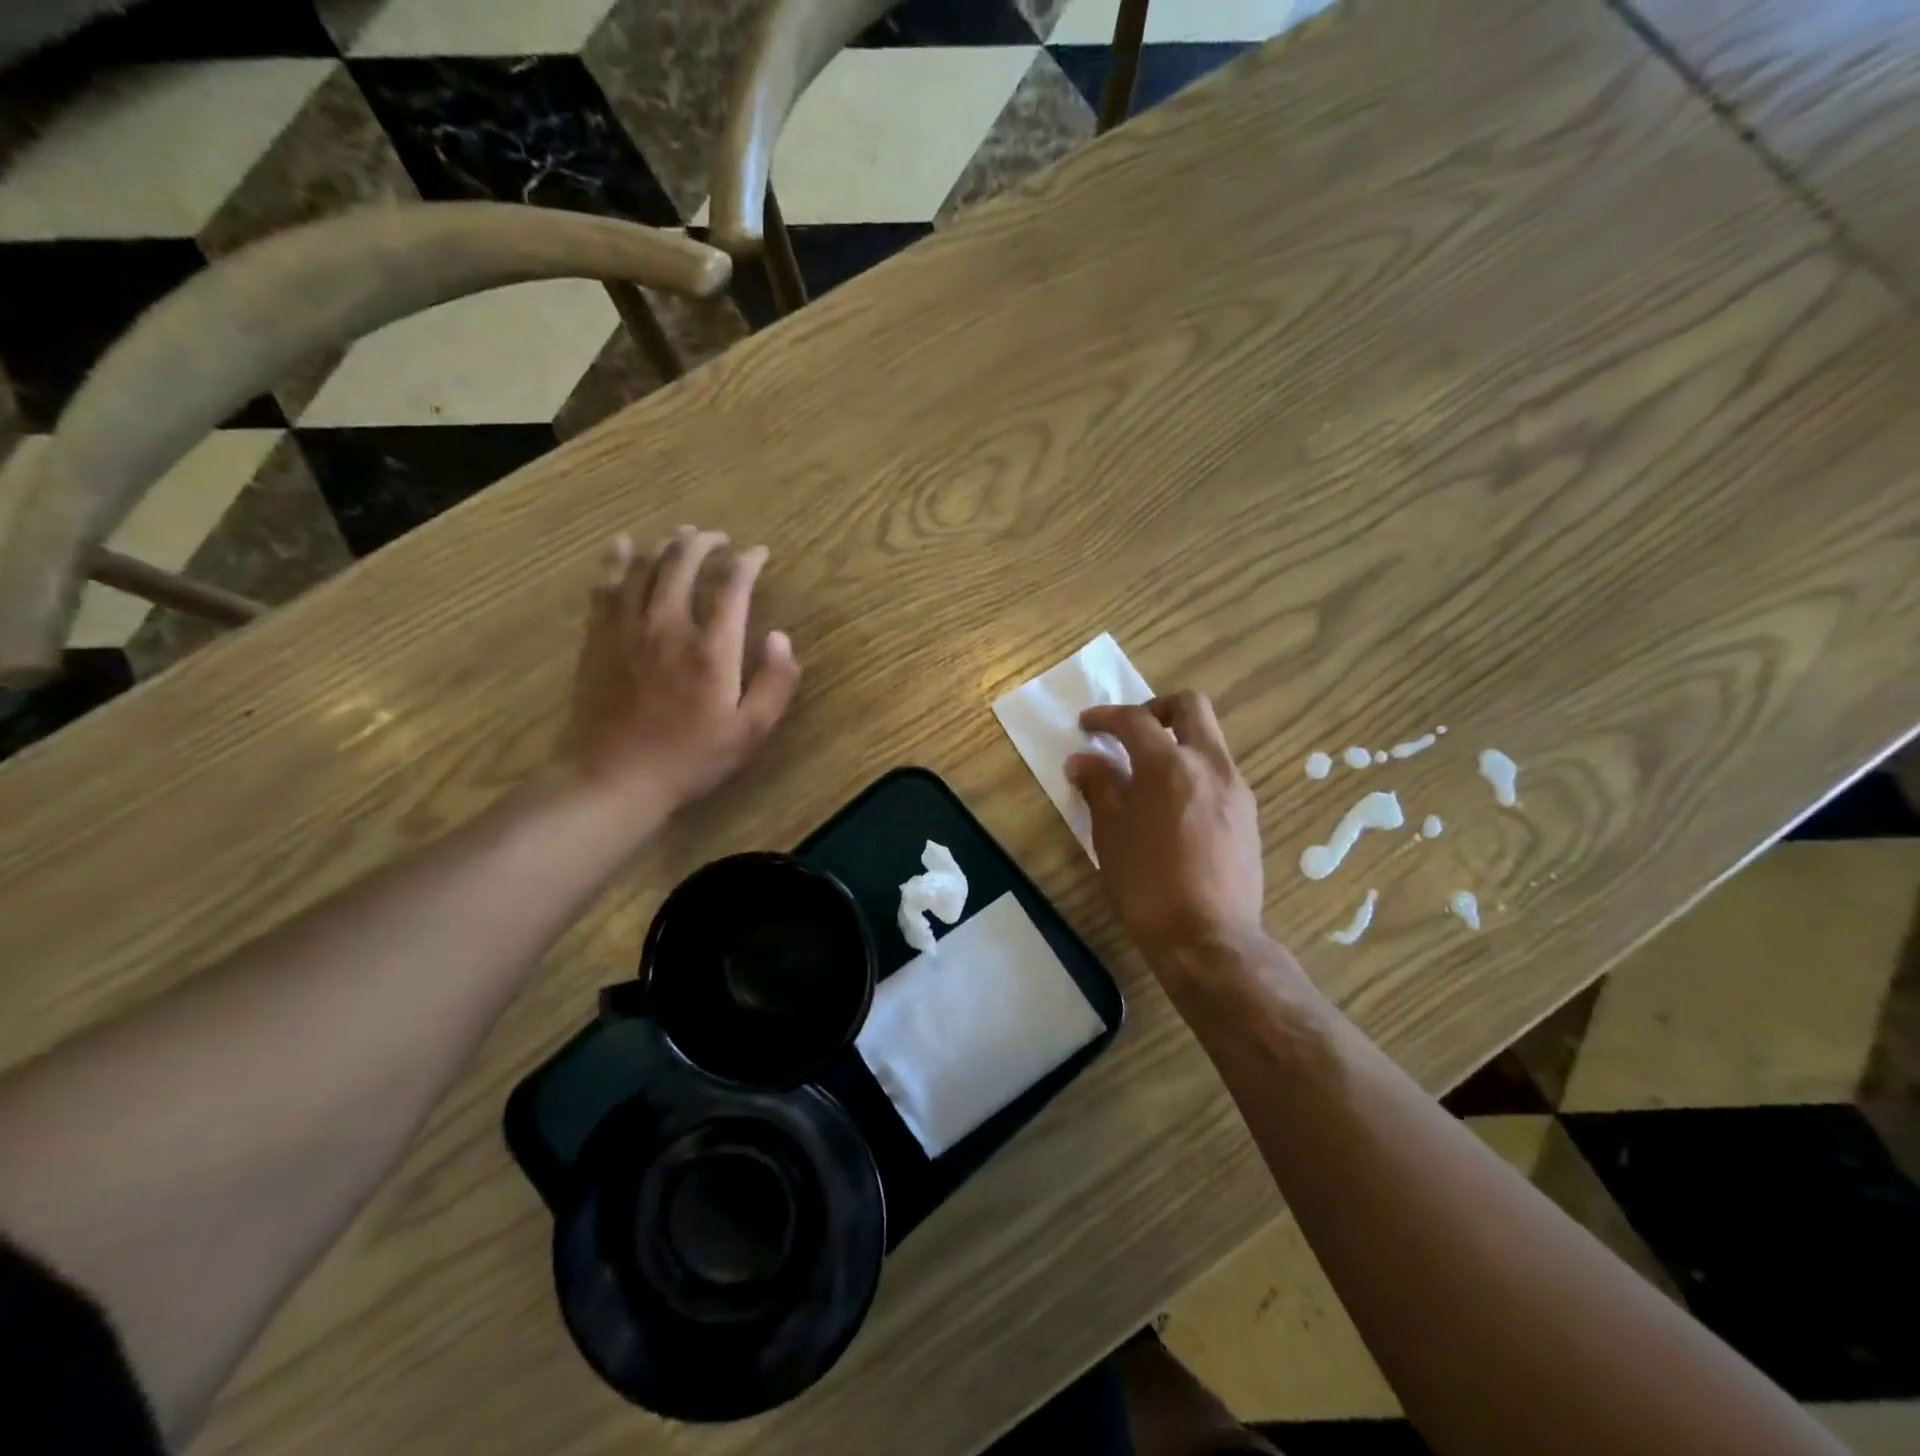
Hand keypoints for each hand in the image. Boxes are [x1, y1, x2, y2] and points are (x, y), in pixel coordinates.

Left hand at [560, 527, 800, 819]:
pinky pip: (606, 586)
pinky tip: (623, 547)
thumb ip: (775, 683)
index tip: (758, 553)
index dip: (747, 563)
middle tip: (717, 538)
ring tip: (680, 536)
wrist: (614, 777)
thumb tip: (781, 638)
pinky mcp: (599, 638)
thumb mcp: (750, 732)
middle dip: (704, 544)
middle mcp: (669, 625)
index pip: (732, 587)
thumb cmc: (690, 758)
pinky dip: (617, 561)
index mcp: (711, 648)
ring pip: (644, 568)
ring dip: (665, 546)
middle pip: (683, 564)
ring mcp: (627, 628)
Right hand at [1066, 692, 1264, 972]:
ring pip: (1209, 739)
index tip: (1086, 725)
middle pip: (1190, 707)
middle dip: (1156, 709)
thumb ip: (1098, 787)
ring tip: (1147, 774)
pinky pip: (1219, 772)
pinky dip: (1193, 770)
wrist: (1209, 939)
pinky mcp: (1248, 814)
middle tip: (1130, 732)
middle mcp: (1210, 764)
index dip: (1106, 717)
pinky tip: (1173, 805)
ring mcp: (1236, 788)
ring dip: (1177, 740)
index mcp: (1169, 765)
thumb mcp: (1110, 834)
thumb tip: (1083, 760)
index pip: (1135, 720)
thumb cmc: (1148, 884)